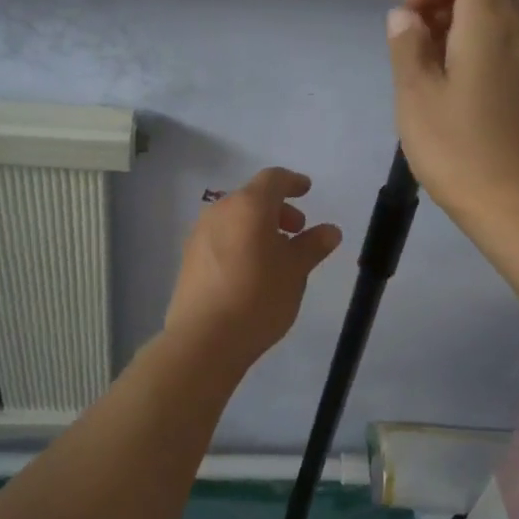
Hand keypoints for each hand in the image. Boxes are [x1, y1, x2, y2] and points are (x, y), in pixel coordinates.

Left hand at [164, 167, 342, 366]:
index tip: (306, 190)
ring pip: (235, 219)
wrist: (204, 338)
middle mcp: (220, 211)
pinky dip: (240, 242)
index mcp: (248, 206)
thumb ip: (313, 245)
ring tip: (277, 255)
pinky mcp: (189, 258)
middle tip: (298, 230)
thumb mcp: (295, 271)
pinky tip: (251, 270)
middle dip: (277, 209)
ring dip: (258, 227)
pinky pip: (221, 238)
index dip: (292, 182)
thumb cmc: (258, 297)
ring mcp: (199, 234)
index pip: (273, 179)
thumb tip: (330, 230)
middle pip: (252, 198)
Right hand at [387, 0, 518, 235]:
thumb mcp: (415, 97)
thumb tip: (405, 17)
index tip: (410, 14)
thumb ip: (407, 45)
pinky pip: (508, 36)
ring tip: (429, 62)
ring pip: (500, 6)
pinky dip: (478, 39)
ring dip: (461, 17)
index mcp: (491, 22)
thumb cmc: (459, 151)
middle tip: (416, 35)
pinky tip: (454, 82)